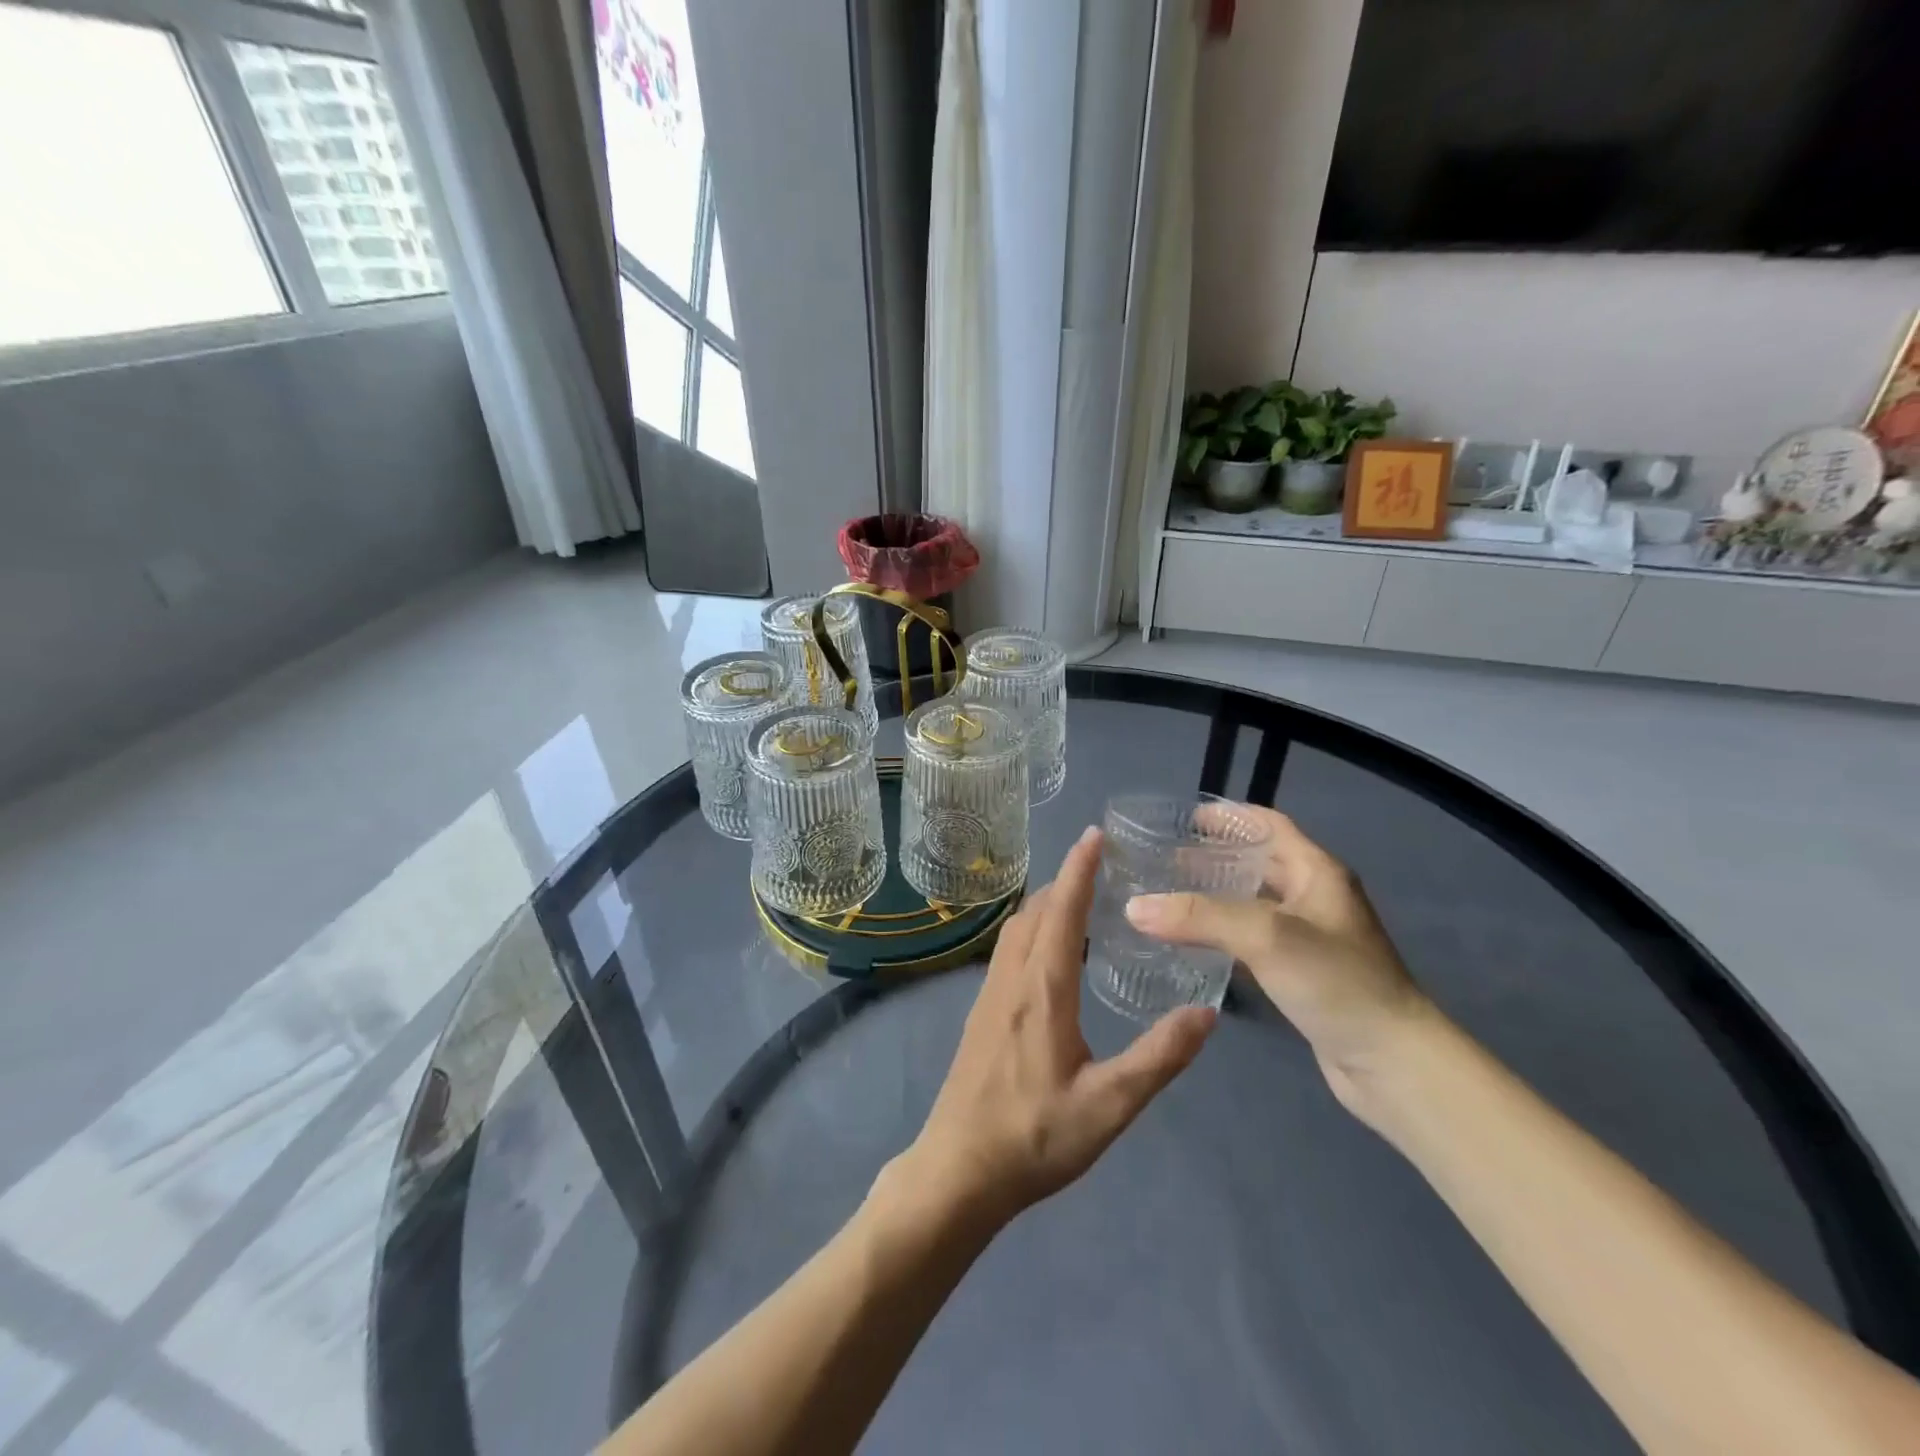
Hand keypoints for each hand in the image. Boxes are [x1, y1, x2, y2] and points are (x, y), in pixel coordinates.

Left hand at [898, 827, 1216, 1229]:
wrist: (960, 1169)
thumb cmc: (1035, 1137)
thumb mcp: (1111, 1105)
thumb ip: (1160, 1057)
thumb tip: (1207, 1013)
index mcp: (1043, 989)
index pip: (1061, 911)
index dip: (1079, 869)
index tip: (1095, 834)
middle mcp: (1012, 978)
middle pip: (1035, 910)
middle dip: (1065, 880)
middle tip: (1100, 864)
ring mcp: (990, 994)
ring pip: (1017, 928)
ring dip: (1045, 903)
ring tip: (1079, 898)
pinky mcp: (981, 1012)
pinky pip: (1009, 950)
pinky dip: (1032, 928)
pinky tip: (1051, 951)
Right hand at [1123, 805, 1433, 1118]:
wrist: (1392, 1063)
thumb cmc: (1336, 982)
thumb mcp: (1265, 936)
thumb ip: (1199, 916)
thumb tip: (1134, 907)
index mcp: (1317, 872)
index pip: (1269, 825)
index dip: (1230, 815)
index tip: (1185, 818)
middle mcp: (1316, 898)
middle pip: (1260, 863)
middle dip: (1215, 856)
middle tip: (1165, 861)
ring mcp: (1311, 938)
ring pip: (1254, 903)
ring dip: (1216, 896)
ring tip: (1170, 898)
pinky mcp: (1303, 975)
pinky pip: (1254, 940)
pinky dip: (1224, 934)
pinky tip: (1194, 945)